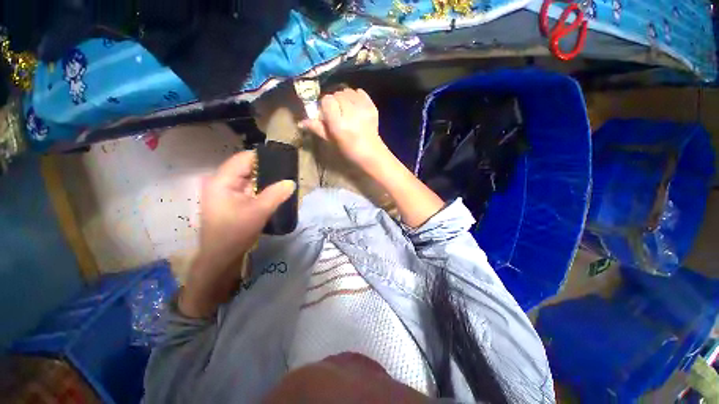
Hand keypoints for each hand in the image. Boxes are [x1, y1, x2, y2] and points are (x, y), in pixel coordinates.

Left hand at [181, 151, 295, 316]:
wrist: (220, 257)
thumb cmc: (235, 233)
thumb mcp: (258, 212)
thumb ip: (276, 194)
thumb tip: (291, 181)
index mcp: (222, 181)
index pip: (244, 158)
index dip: (263, 157)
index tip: (283, 159)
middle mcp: (221, 182)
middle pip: (246, 167)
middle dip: (266, 168)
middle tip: (286, 170)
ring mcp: (224, 191)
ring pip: (248, 178)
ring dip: (264, 179)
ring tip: (282, 178)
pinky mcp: (230, 200)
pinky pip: (248, 187)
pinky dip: (260, 187)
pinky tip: (273, 190)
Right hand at [299, 88, 389, 169]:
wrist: (371, 154)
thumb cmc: (349, 150)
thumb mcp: (331, 141)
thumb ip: (317, 128)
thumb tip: (301, 122)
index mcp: (339, 124)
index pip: (327, 100)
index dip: (325, 106)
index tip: (327, 114)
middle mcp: (350, 113)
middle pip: (337, 94)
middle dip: (335, 102)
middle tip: (338, 113)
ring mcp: (363, 109)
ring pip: (348, 91)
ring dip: (345, 98)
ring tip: (347, 109)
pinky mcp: (372, 107)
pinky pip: (360, 92)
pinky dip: (356, 96)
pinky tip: (356, 106)